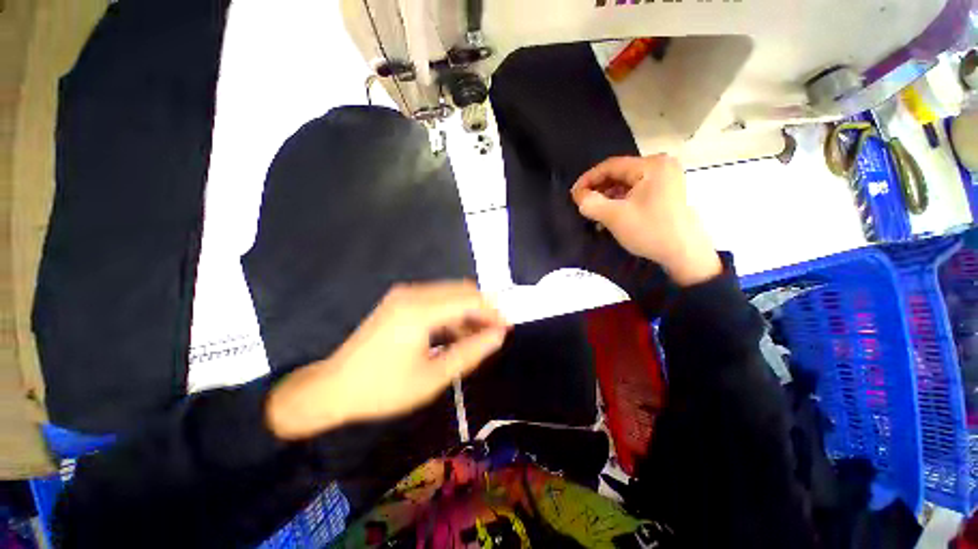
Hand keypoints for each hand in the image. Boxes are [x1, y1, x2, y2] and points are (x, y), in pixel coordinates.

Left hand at [267, 281, 508, 439]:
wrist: (334, 388)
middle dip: (483, 309)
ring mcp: (404, 294)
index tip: (506, 328)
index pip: (469, 299)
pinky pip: (436, 300)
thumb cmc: (384, 389)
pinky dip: (452, 313)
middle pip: (461, 291)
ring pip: (450, 294)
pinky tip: (456, 334)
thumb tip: (499, 335)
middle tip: (494, 334)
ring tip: (477, 337)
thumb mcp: (433, 377)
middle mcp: (413, 293)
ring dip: (468, 312)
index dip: (492, 312)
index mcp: (419, 311)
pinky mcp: (401, 300)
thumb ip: (471, 352)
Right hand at [571, 155, 721, 285]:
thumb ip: (591, 203)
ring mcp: (665, 180)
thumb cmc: (650, 231)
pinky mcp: (665, 193)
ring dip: (607, 198)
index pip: (610, 166)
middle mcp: (660, 166)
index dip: (588, 179)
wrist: (683, 254)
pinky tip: (608, 216)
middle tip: (582, 205)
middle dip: (598, 190)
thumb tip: (578, 196)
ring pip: (625, 185)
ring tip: (594, 214)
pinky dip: (620, 202)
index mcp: (651, 165)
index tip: (573, 195)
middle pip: (619, 174)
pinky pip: (635, 192)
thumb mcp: (615, 217)